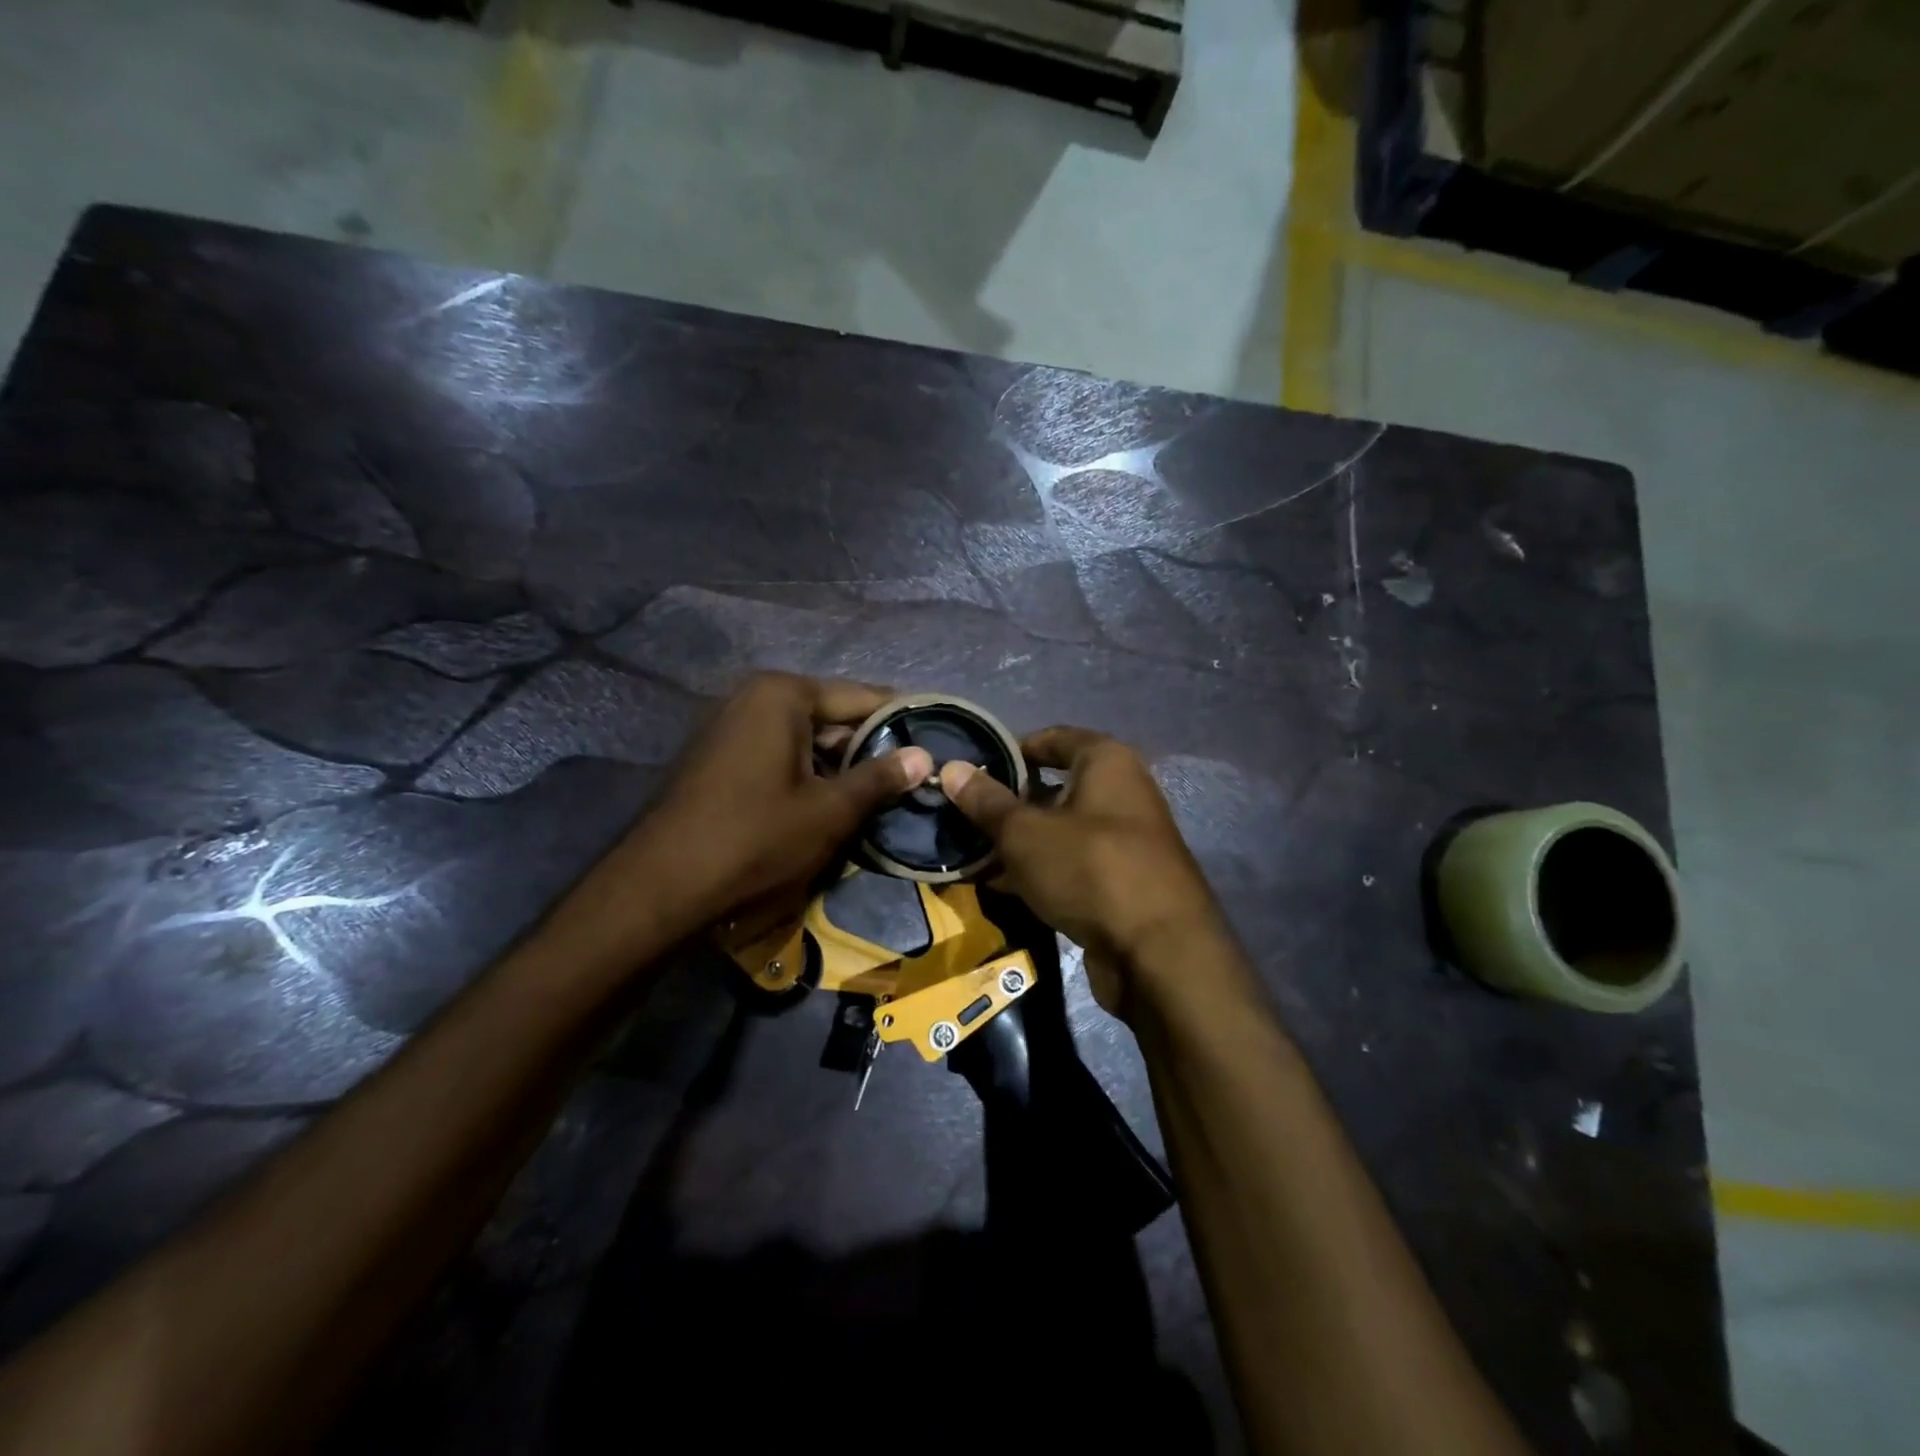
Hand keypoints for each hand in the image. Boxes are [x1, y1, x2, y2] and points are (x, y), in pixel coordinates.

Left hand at [630, 673, 932, 932]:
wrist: (661, 886)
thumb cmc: (754, 839)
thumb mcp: (829, 811)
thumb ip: (880, 778)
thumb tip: (925, 756)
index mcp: (783, 694)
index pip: (862, 697)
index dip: (903, 720)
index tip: (938, 739)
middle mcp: (755, 697)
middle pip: (832, 716)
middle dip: (870, 747)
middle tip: (913, 777)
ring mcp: (731, 725)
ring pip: (806, 739)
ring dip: (840, 766)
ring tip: (881, 795)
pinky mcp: (719, 755)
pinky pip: (779, 754)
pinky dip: (808, 774)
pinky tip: (832, 803)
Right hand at [939, 726, 1227, 1019]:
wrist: (1159, 953)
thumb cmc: (1090, 869)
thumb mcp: (1025, 833)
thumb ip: (986, 802)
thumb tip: (950, 768)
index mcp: (1107, 761)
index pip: (1051, 739)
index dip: (1010, 751)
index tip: (972, 773)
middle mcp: (1123, 792)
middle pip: (1053, 788)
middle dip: (1009, 805)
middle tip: (965, 820)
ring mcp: (1125, 840)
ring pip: (1060, 831)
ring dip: (1020, 844)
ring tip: (974, 856)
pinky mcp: (1123, 882)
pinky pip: (1073, 865)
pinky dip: (1041, 872)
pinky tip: (1004, 888)